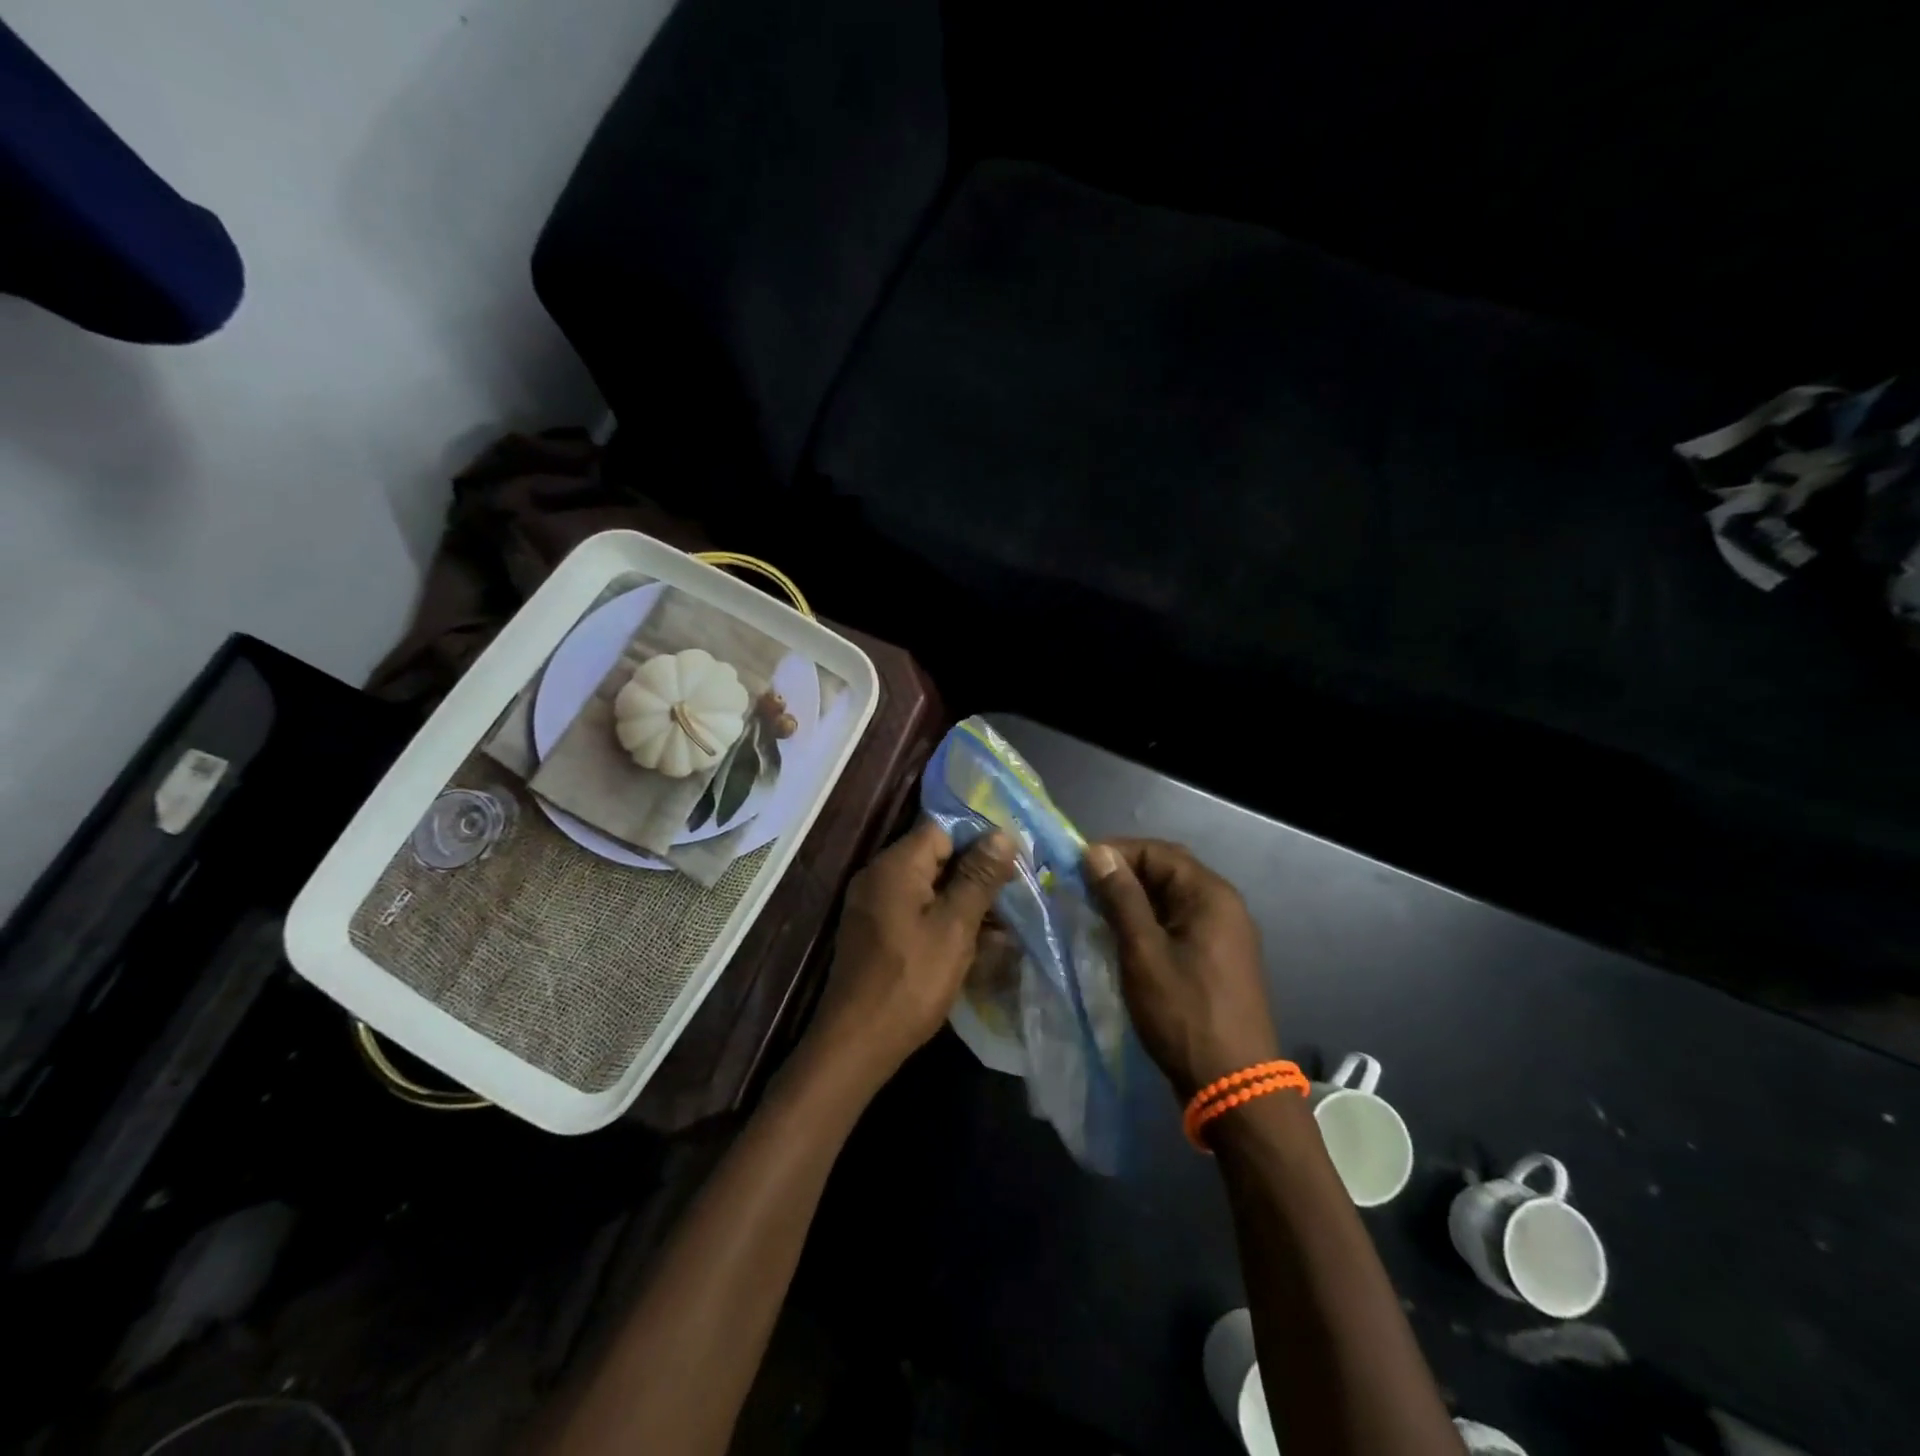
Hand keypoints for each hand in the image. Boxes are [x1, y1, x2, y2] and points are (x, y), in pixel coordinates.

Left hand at [806, 821, 1016, 1093]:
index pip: (943, 829)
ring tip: (1003, 924)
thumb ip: (978, 877)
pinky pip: (915, 911)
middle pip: (935, 857)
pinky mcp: (875, 931)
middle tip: (1015, 894)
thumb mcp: (954, 927)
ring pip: (928, 887)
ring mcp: (873, 905)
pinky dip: (943, 920)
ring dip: (963, 901)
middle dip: (975, 874)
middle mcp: (878, 876)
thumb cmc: (911, 980)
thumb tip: (1001, 834)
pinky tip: (974, 943)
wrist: (857, 1043)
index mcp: (895, 865)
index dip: (980, 840)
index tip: (1013, 862)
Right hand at [1085, 839, 1279, 1099]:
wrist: (1233, 1085)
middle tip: (1082, 888)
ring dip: (1134, 898)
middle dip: (1123, 874)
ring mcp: (1225, 933)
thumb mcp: (1143, 952)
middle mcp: (1223, 905)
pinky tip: (1123, 937)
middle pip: (1167, 871)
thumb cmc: (1184, 1013)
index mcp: (1210, 895)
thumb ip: (1121, 897)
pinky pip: (1180, 922)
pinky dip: (1150, 921)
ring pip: (1171, 898)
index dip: (1115, 853)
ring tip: (1095, 911)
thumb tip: (1097, 852)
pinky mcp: (1219, 957)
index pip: (1158, 851)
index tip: (1076, 868)